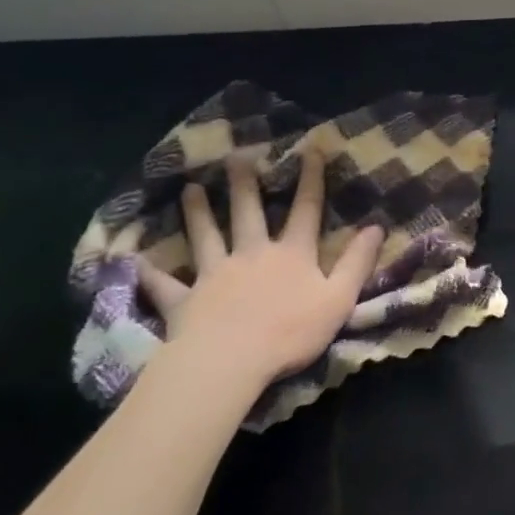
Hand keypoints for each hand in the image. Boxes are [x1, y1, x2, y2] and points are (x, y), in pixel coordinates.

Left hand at [136, 150, 383, 394]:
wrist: (227, 364)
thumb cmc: (289, 333)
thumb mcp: (339, 299)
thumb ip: (357, 263)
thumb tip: (377, 226)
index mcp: (292, 254)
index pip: (306, 209)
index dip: (311, 179)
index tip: (310, 150)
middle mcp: (253, 254)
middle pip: (248, 213)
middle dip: (244, 185)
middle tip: (235, 158)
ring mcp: (215, 275)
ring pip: (206, 237)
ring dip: (197, 213)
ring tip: (189, 190)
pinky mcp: (185, 301)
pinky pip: (166, 285)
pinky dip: (152, 274)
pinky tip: (137, 262)